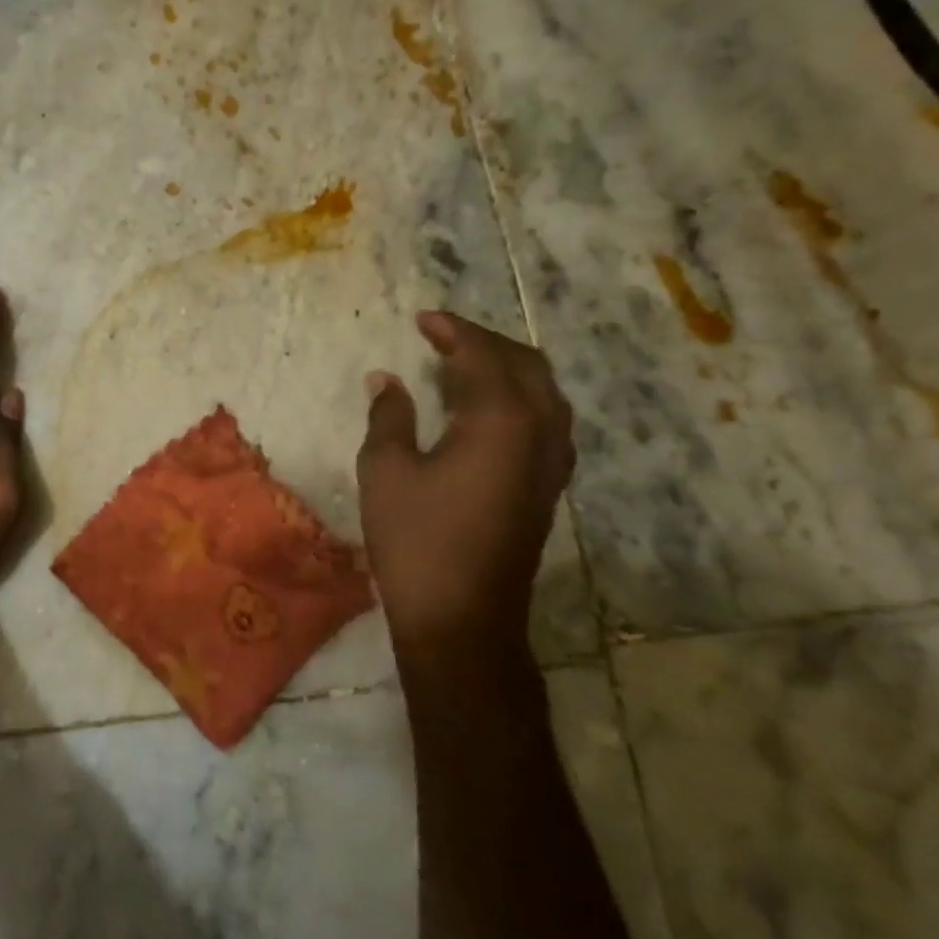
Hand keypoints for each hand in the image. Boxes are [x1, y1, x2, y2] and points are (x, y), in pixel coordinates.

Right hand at [357, 312, 574, 654]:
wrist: (462, 619)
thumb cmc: (416, 540)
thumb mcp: (385, 471)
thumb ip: (389, 416)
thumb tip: (386, 381)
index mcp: (503, 419)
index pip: (482, 355)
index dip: (452, 331)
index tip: (422, 320)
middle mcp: (541, 431)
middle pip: (525, 365)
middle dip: (484, 343)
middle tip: (442, 337)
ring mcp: (552, 462)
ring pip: (543, 393)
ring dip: (505, 369)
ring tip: (461, 366)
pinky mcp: (547, 487)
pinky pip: (544, 421)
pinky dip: (516, 400)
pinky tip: (482, 413)